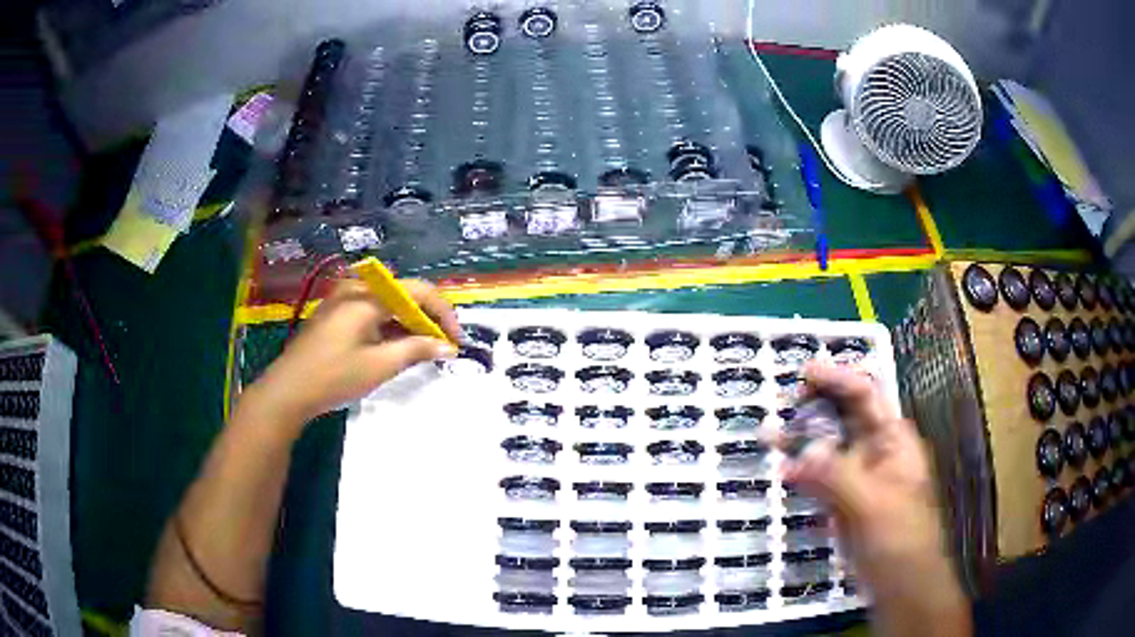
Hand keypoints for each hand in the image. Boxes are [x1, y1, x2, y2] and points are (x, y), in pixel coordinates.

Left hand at [249, 278, 459, 426]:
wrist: (287, 391)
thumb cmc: (333, 377)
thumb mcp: (379, 366)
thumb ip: (416, 350)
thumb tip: (447, 346)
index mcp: (367, 296)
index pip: (418, 291)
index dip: (443, 313)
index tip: (456, 340)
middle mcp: (355, 289)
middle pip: (403, 294)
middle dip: (427, 318)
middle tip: (442, 346)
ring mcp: (342, 300)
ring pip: (387, 304)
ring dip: (408, 324)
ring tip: (424, 350)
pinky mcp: (335, 314)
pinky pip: (371, 312)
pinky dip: (389, 327)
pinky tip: (397, 347)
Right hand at [784, 362, 955, 600]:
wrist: (902, 585)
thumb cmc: (899, 540)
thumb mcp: (872, 505)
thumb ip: (838, 476)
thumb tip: (801, 451)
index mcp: (893, 440)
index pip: (865, 395)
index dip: (836, 379)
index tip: (803, 374)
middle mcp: (876, 451)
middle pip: (844, 416)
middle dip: (814, 405)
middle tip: (779, 404)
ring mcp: (859, 478)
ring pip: (828, 447)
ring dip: (802, 438)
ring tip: (769, 435)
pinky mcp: (844, 502)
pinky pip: (820, 477)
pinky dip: (802, 471)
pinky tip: (782, 471)